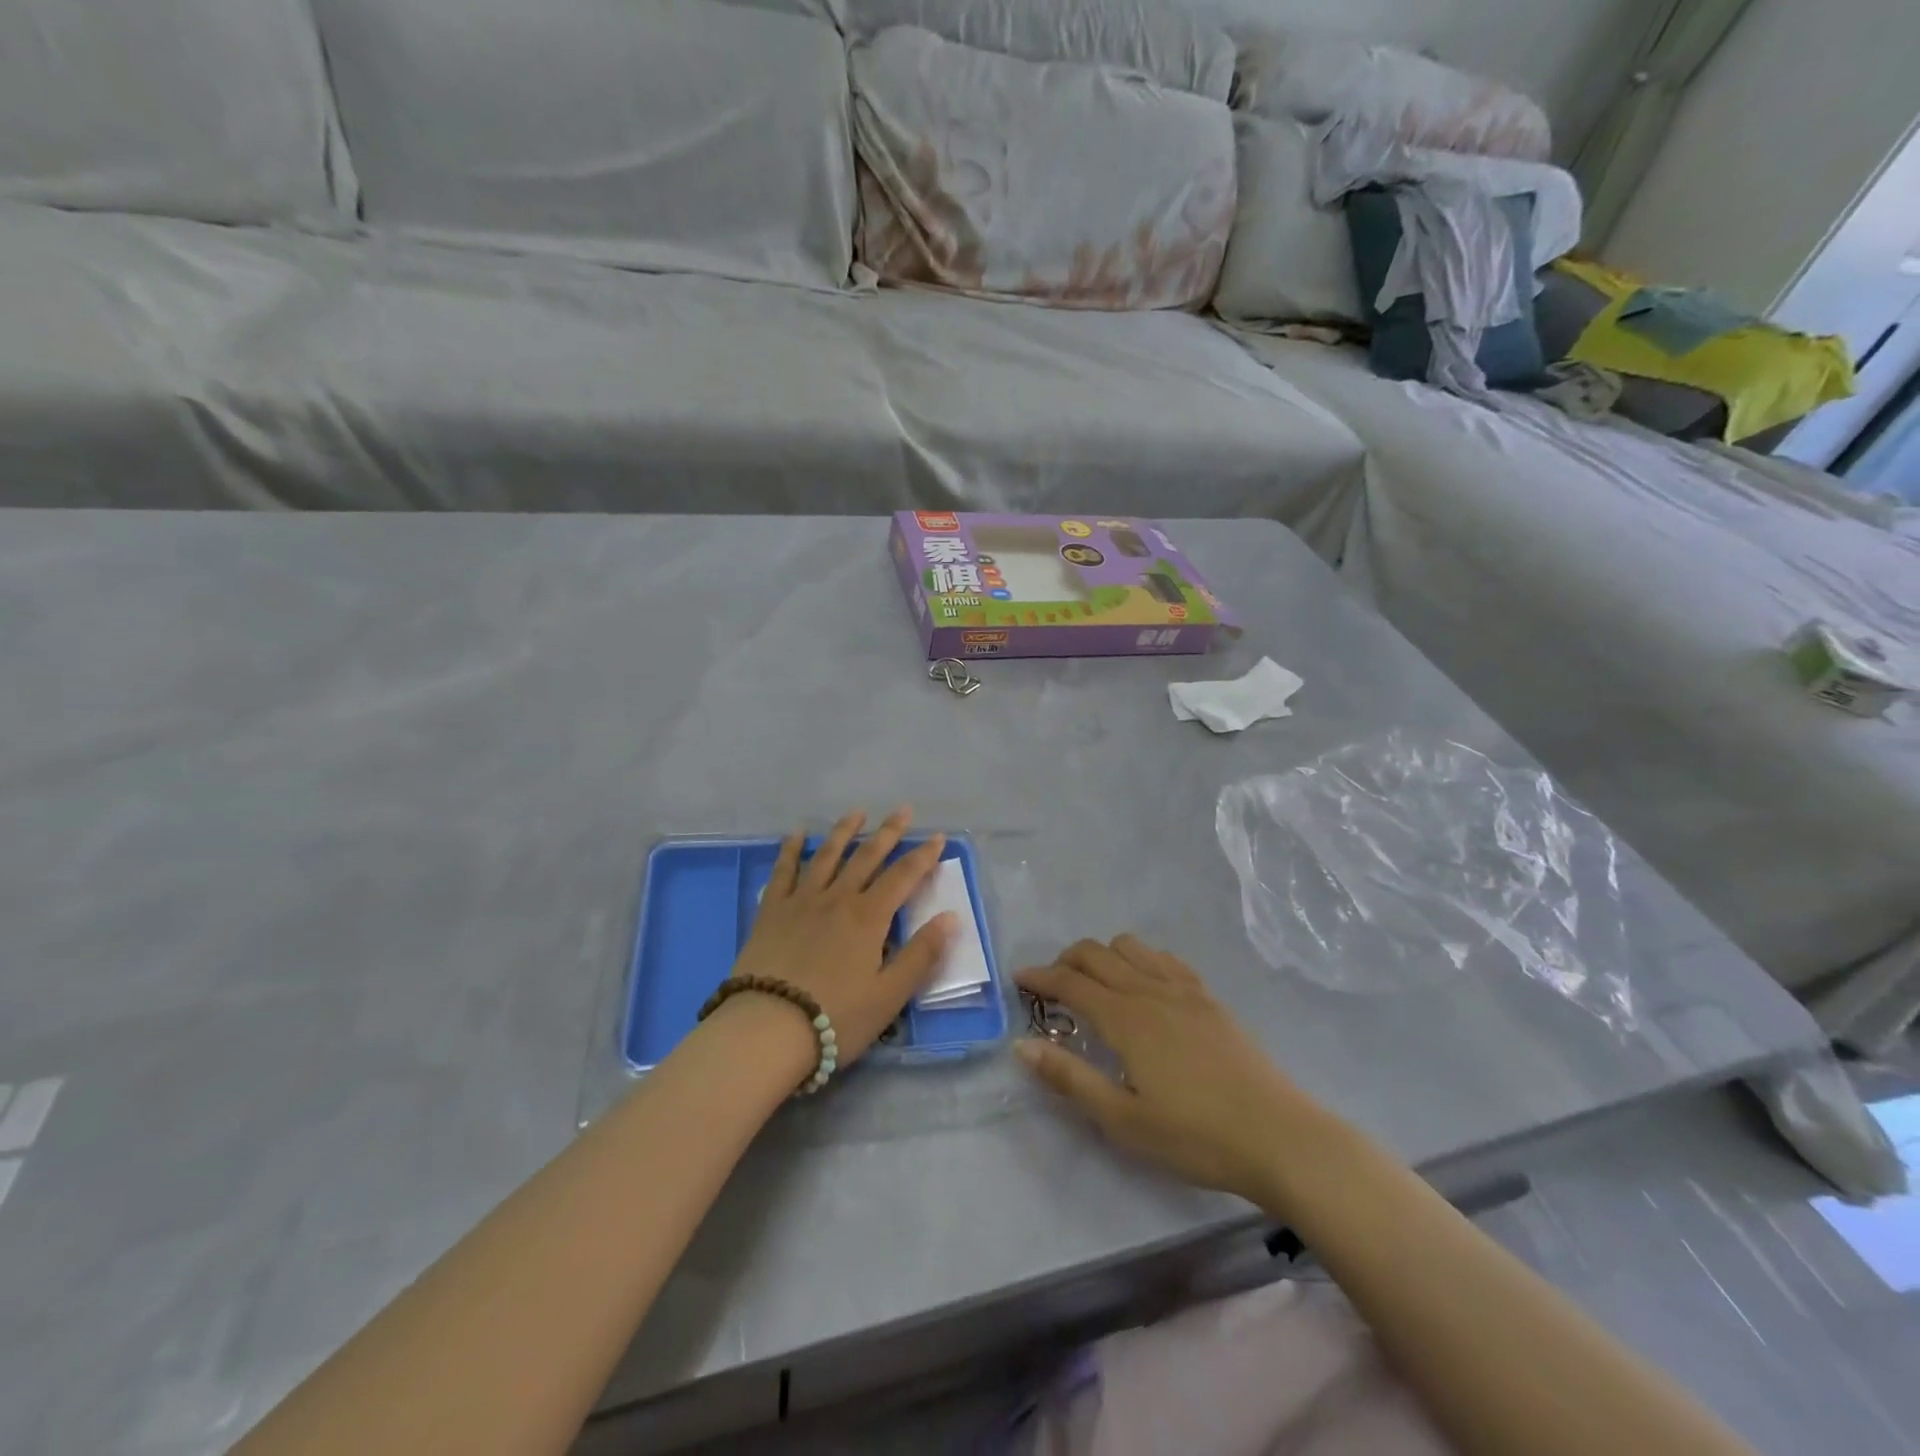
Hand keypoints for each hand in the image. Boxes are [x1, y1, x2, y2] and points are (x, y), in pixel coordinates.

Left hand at [729, 807, 955, 1066]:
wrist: (767, 1029)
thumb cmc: (836, 1017)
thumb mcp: (889, 995)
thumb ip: (922, 954)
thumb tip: (951, 917)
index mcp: (869, 917)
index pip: (903, 876)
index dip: (923, 855)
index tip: (938, 836)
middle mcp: (838, 898)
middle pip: (867, 856)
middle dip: (888, 832)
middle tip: (902, 810)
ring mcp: (802, 900)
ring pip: (827, 855)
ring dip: (844, 831)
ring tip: (857, 813)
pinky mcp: (772, 910)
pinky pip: (783, 870)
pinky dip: (791, 849)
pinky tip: (797, 834)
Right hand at [1015, 937, 1319, 1204]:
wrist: (1279, 1137)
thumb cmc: (1195, 1137)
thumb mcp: (1123, 1120)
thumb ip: (1070, 1079)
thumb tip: (1022, 1046)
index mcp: (1125, 1018)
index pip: (1071, 982)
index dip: (1040, 976)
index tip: (1018, 977)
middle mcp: (1150, 990)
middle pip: (1096, 953)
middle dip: (1066, 960)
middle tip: (1052, 986)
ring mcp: (1184, 990)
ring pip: (1131, 947)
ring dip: (1103, 955)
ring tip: (1096, 985)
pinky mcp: (1209, 998)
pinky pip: (1165, 959)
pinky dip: (1140, 959)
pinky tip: (1144, 987)